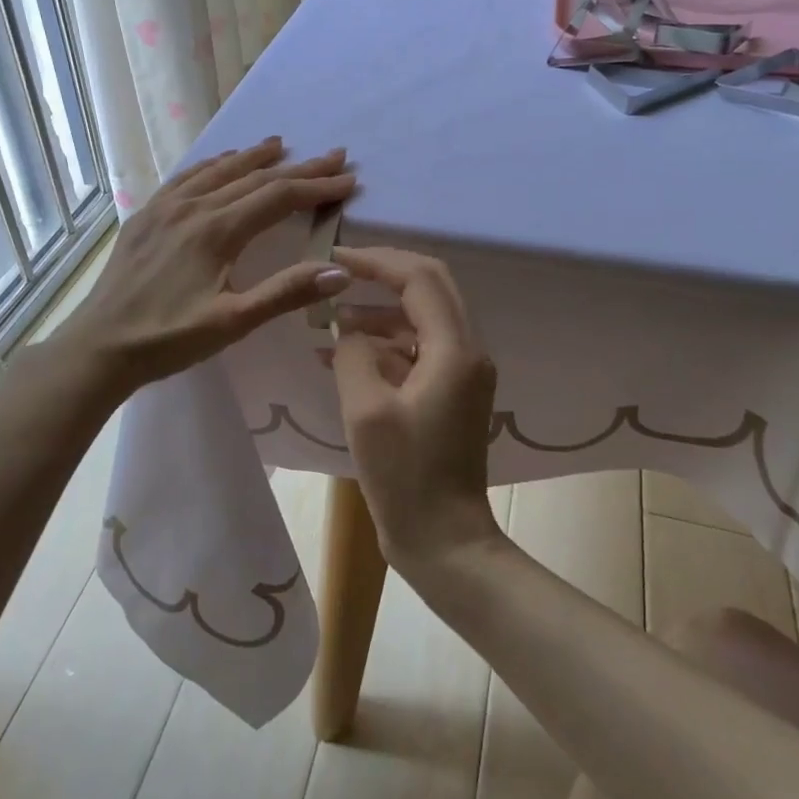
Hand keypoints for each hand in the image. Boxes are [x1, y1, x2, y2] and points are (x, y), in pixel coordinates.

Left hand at [63, 138, 356, 394]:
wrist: (99, 346)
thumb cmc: (168, 339)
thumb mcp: (232, 323)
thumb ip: (286, 292)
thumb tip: (340, 270)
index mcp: (217, 230)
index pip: (279, 196)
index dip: (317, 186)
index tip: (348, 179)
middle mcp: (193, 207)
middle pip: (254, 177)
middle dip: (298, 167)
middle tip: (332, 155)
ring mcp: (165, 208)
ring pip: (218, 171)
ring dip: (253, 157)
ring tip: (279, 144)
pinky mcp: (145, 216)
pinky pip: (186, 178)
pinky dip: (212, 165)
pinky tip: (219, 163)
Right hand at [328, 247, 504, 575]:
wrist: (445, 541)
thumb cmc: (405, 478)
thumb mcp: (365, 412)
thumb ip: (352, 355)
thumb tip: (348, 332)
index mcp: (454, 350)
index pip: (419, 278)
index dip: (377, 260)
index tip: (336, 257)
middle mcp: (468, 350)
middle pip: (430, 286)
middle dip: (383, 273)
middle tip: (340, 271)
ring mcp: (463, 372)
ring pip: (422, 317)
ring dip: (379, 312)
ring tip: (330, 321)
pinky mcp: (452, 392)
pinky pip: (419, 348)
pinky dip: (385, 343)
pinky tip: (343, 355)